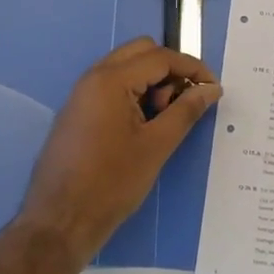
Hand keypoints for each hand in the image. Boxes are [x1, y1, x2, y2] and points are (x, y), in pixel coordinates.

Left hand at [18, 39, 221, 265]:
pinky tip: (144, 126)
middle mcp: (93, 76)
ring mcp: (82, 93)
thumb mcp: (157, 146)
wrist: (59, 221)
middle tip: (184, 102)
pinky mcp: (79, 110)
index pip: (160, 57)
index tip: (214, 88)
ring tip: (164, 120)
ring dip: (152, 82)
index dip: (192, 68)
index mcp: (111, 80)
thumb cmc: (111, 183)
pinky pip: (112, 86)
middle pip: (141, 52)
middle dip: (170, 70)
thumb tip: (211, 89)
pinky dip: (134, 93)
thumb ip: (186, 110)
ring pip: (127, 68)